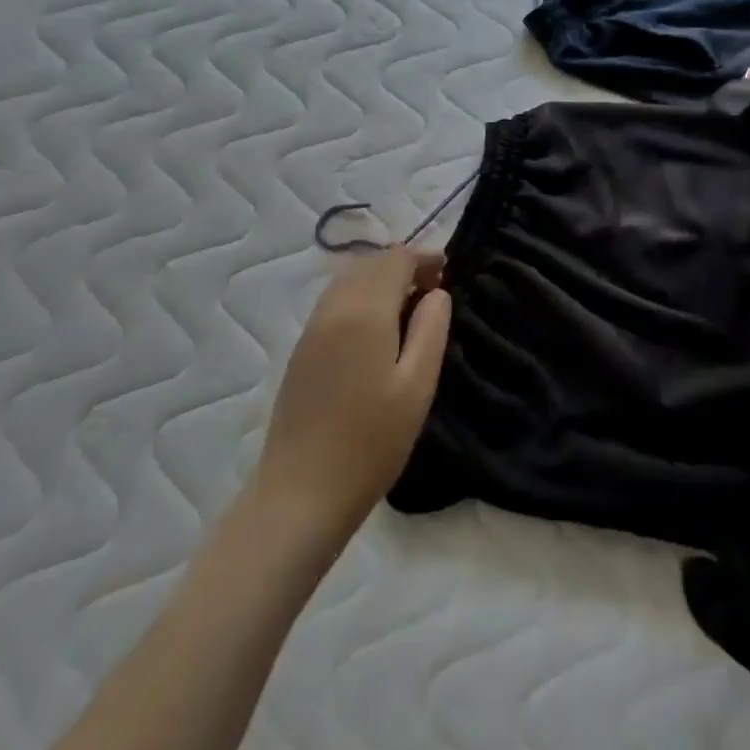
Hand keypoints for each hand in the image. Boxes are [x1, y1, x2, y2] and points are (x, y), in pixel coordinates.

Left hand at [252, 249, 451, 539]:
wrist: (301, 492)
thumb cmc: (371, 441)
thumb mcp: (417, 385)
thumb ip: (431, 329)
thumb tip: (437, 293)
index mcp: (364, 311)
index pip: (396, 259)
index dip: (424, 257)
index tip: (447, 271)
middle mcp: (333, 308)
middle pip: (370, 263)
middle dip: (403, 265)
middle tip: (433, 288)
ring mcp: (311, 328)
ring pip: (348, 280)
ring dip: (380, 279)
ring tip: (408, 305)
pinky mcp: (301, 350)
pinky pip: (334, 301)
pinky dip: (360, 296)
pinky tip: (376, 326)